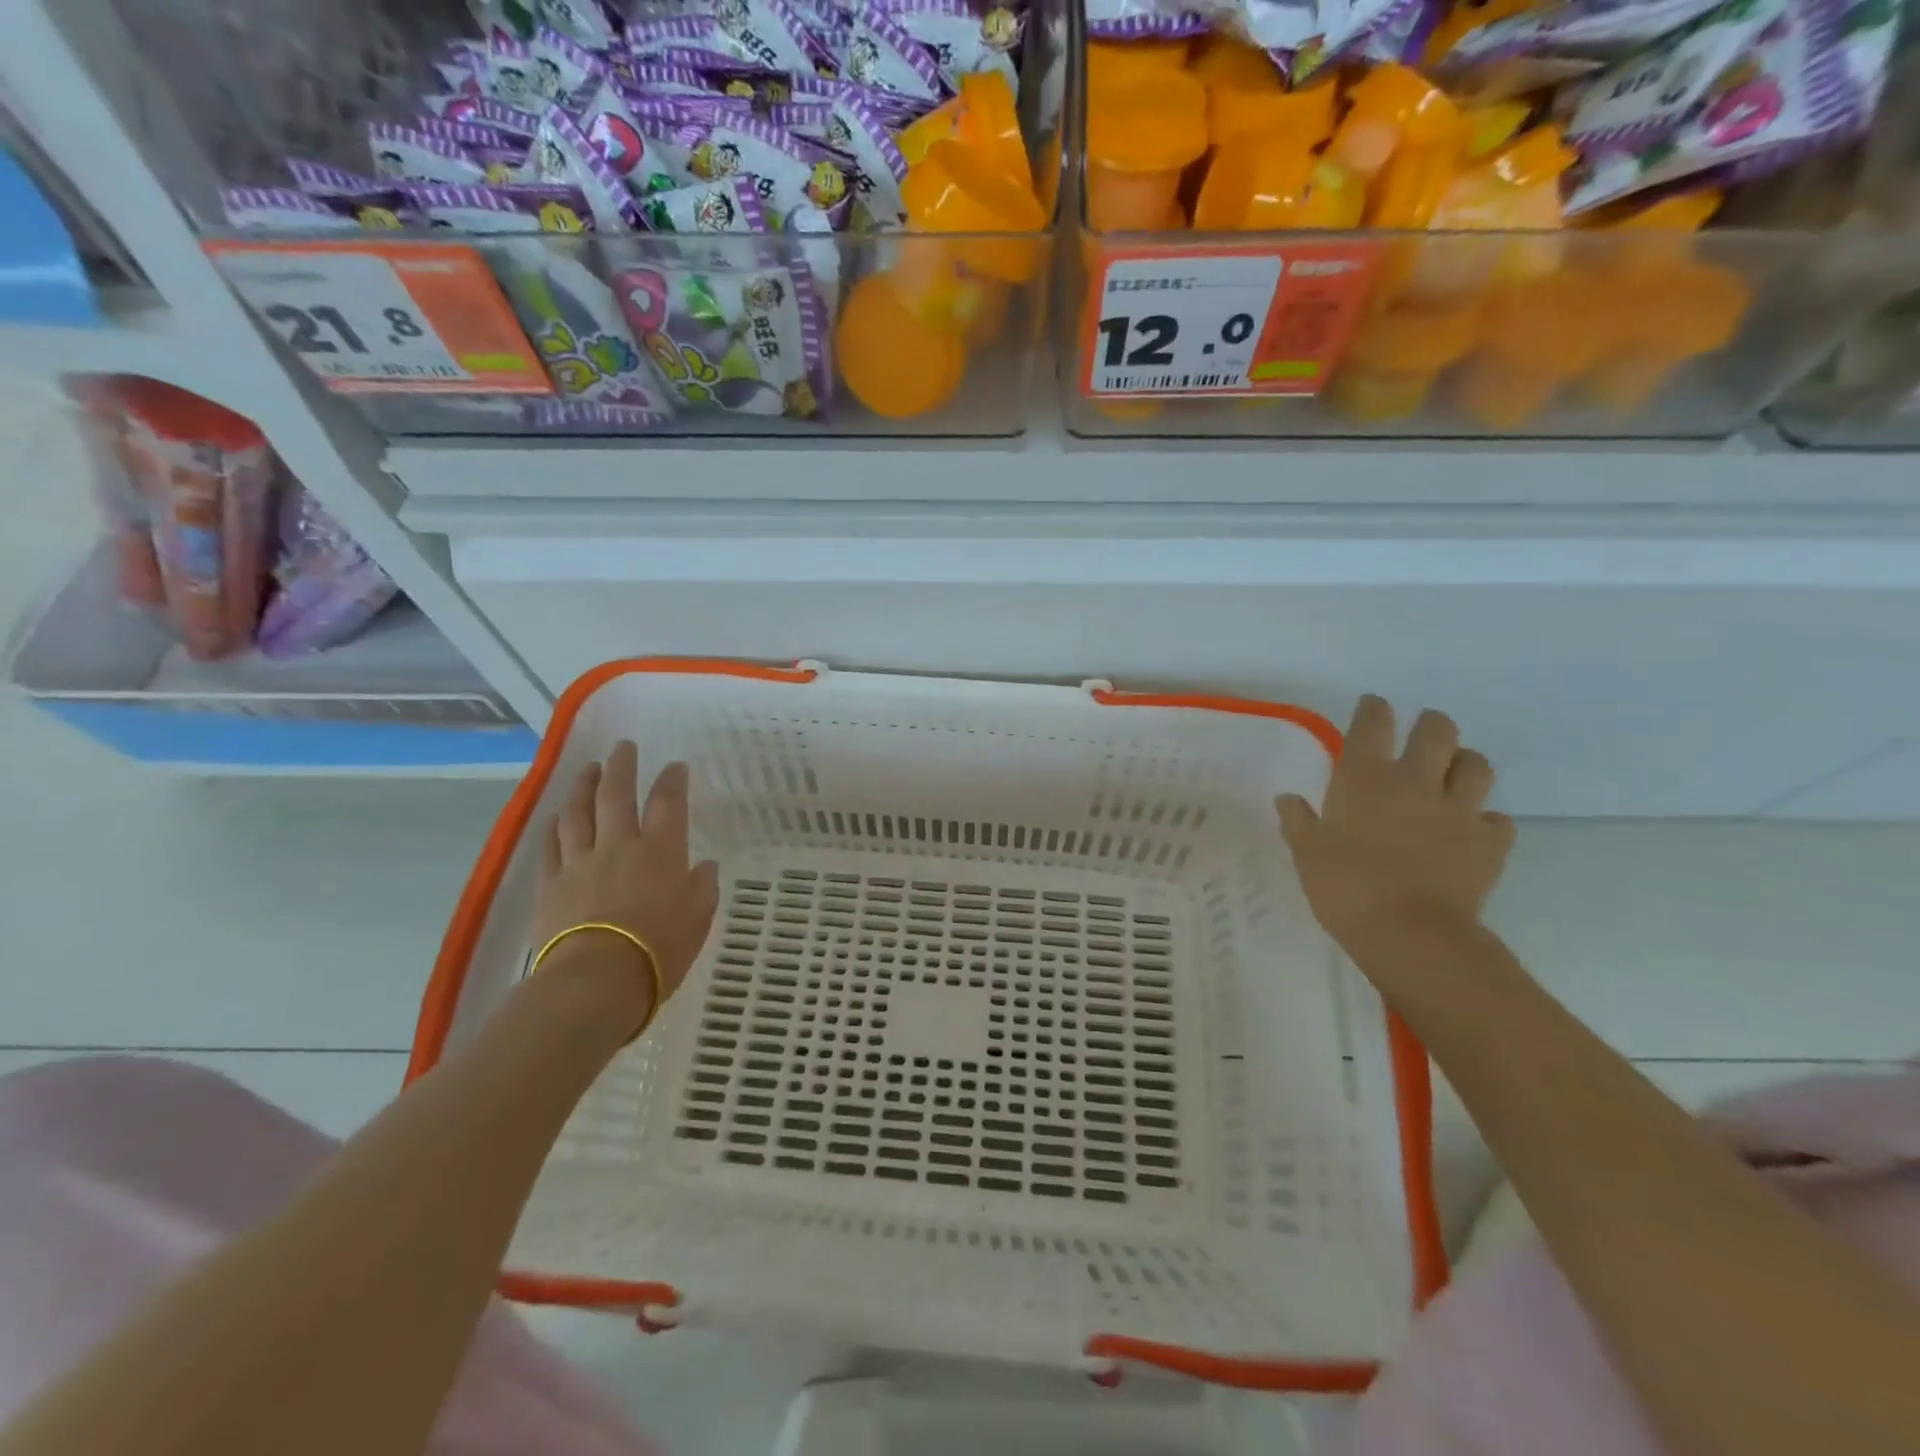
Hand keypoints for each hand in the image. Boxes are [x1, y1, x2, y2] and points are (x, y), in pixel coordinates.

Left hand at [531, 743, 720, 1032]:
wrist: (597, 980)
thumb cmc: (660, 949)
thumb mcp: (699, 918)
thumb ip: (702, 887)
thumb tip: (704, 867)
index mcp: (661, 851)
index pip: (669, 802)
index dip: (673, 779)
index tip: (676, 765)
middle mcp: (619, 845)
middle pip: (616, 794)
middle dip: (622, 766)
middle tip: (623, 747)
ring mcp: (580, 862)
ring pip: (578, 812)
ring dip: (584, 786)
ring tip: (589, 769)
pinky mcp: (551, 884)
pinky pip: (551, 846)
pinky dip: (555, 826)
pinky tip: (556, 816)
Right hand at [1278, 696, 1514, 950]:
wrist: (1409, 932)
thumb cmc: (1344, 886)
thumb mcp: (1306, 853)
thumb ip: (1298, 821)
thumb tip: (1288, 799)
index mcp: (1365, 779)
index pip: (1372, 724)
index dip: (1373, 709)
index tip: (1372, 706)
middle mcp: (1416, 782)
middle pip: (1437, 730)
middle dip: (1430, 725)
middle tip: (1421, 735)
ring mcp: (1459, 810)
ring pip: (1477, 764)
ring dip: (1464, 763)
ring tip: (1452, 775)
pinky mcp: (1489, 842)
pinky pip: (1496, 820)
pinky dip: (1485, 820)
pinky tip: (1471, 830)